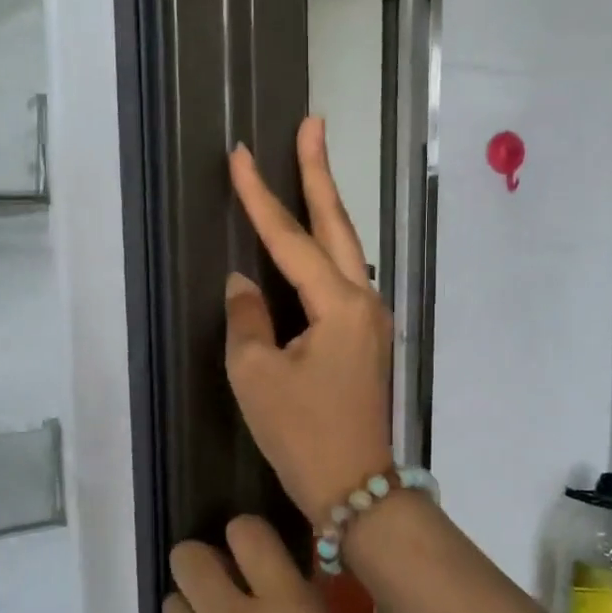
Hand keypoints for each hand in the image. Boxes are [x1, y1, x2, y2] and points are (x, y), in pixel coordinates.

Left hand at [164, 516, 382, 612]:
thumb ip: (297, 611)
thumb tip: (277, 587)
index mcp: (287, 606)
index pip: (245, 530)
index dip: (247, 534)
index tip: (257, 551)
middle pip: (185, 556)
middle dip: (202, 562)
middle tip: (227, 585)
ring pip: (171, 602)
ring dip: (192, 608)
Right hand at [227, 118, 395, 524]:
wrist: (356, 487)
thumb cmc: (302, 434)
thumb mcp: (257, 376)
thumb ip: (248, 318)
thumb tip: (245, 284)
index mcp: (340, 305)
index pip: (290, 239)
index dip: (261, 196)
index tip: (241, 154)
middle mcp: (364, 301)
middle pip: (338, 226)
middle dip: (319, 174)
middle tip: (312, 124)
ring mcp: (371, 320)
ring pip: (345, 251)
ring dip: (325, 209)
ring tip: (308, 168)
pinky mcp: (365, 339)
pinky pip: (342, 280)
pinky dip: (324, 252)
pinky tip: (311, 241)